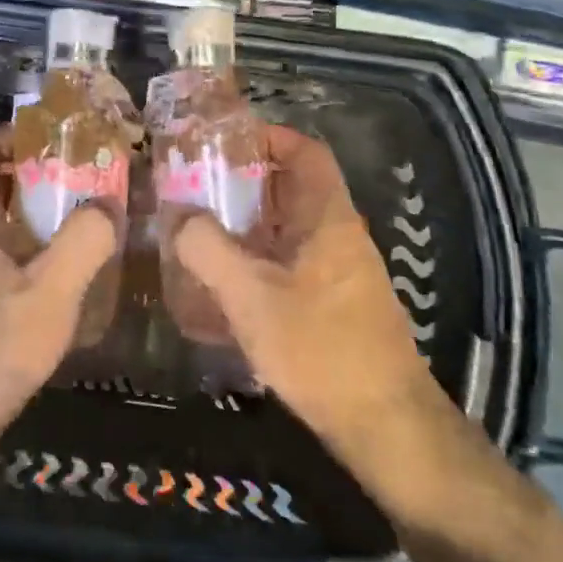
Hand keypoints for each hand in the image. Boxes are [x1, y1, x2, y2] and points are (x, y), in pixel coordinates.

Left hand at [0, 129, 119, 474]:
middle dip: (28, 174)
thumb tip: (108, 202)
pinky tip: (46, 275)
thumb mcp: (49, 296)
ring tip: (71, 222)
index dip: (10, 133)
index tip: (55, 138)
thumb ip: (84, 243)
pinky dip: (14, 248)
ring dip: (23, 214)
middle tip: (78, 179)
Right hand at [171, 125, 452, 474]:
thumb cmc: (320, 347)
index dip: (269, 137)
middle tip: (195, 185)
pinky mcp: (332, 303)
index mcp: (328, 218)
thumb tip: (178, 216)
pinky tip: (224, 282)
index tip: (223, 141)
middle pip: (291, 188)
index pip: (306, 152)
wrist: (384, 425)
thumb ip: (208, 248)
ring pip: (287, 228)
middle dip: (243, 182)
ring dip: (246, 224)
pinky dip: (256, 259)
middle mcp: (338, 235)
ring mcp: (338, 271)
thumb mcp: (251, 295)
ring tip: (198, 229)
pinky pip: (288, 262)